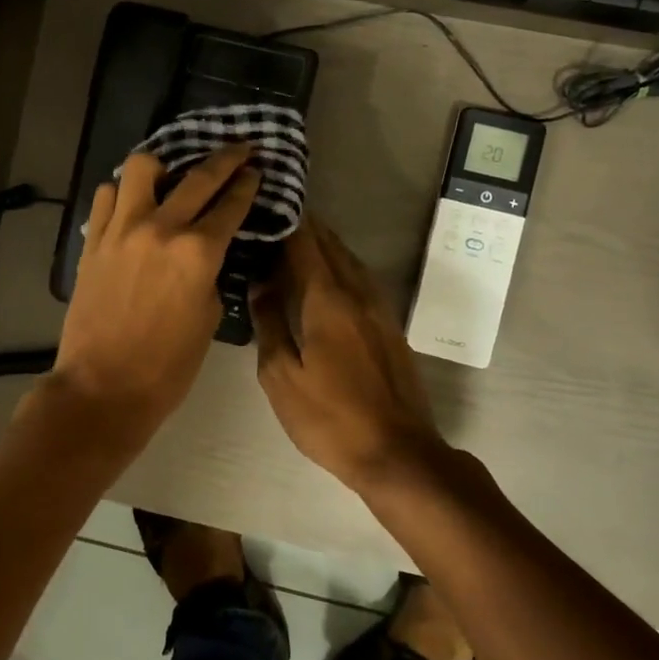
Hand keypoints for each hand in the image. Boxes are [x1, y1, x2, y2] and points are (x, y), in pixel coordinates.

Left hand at [49, 144, 260, 436]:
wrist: (103, 387)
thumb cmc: (167, 366)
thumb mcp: (208, 317)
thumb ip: (210, 273)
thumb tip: (205, 251)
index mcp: (197, 253)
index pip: (230, 205)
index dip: (246, 184)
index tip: (255, 169)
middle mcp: (160, 228)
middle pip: (198, 176)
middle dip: (225, 158)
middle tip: (239, 148)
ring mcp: (121, 230)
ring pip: (141, 168)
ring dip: (163, 165)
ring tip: (170, 176)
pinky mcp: (93, 241)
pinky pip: (107, 196)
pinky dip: (123, 192)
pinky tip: (132, 203)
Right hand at [252, 217, 445, 490]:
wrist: (399, 453)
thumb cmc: (331, 418)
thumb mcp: (282, 376)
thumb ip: (269, 324)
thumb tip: (259, 284)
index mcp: (328, 300)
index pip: (304, 244)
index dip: (285, 222)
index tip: (264, 206)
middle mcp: (358, 293)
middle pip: (330, 245)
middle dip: (303, 227)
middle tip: (274, 217)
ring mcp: (380, 309)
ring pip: (349, 260)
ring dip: (323, 245)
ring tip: (293, 241)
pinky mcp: (390, 326)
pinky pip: (360, 279)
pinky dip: (339, 266)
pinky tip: (324, 277)